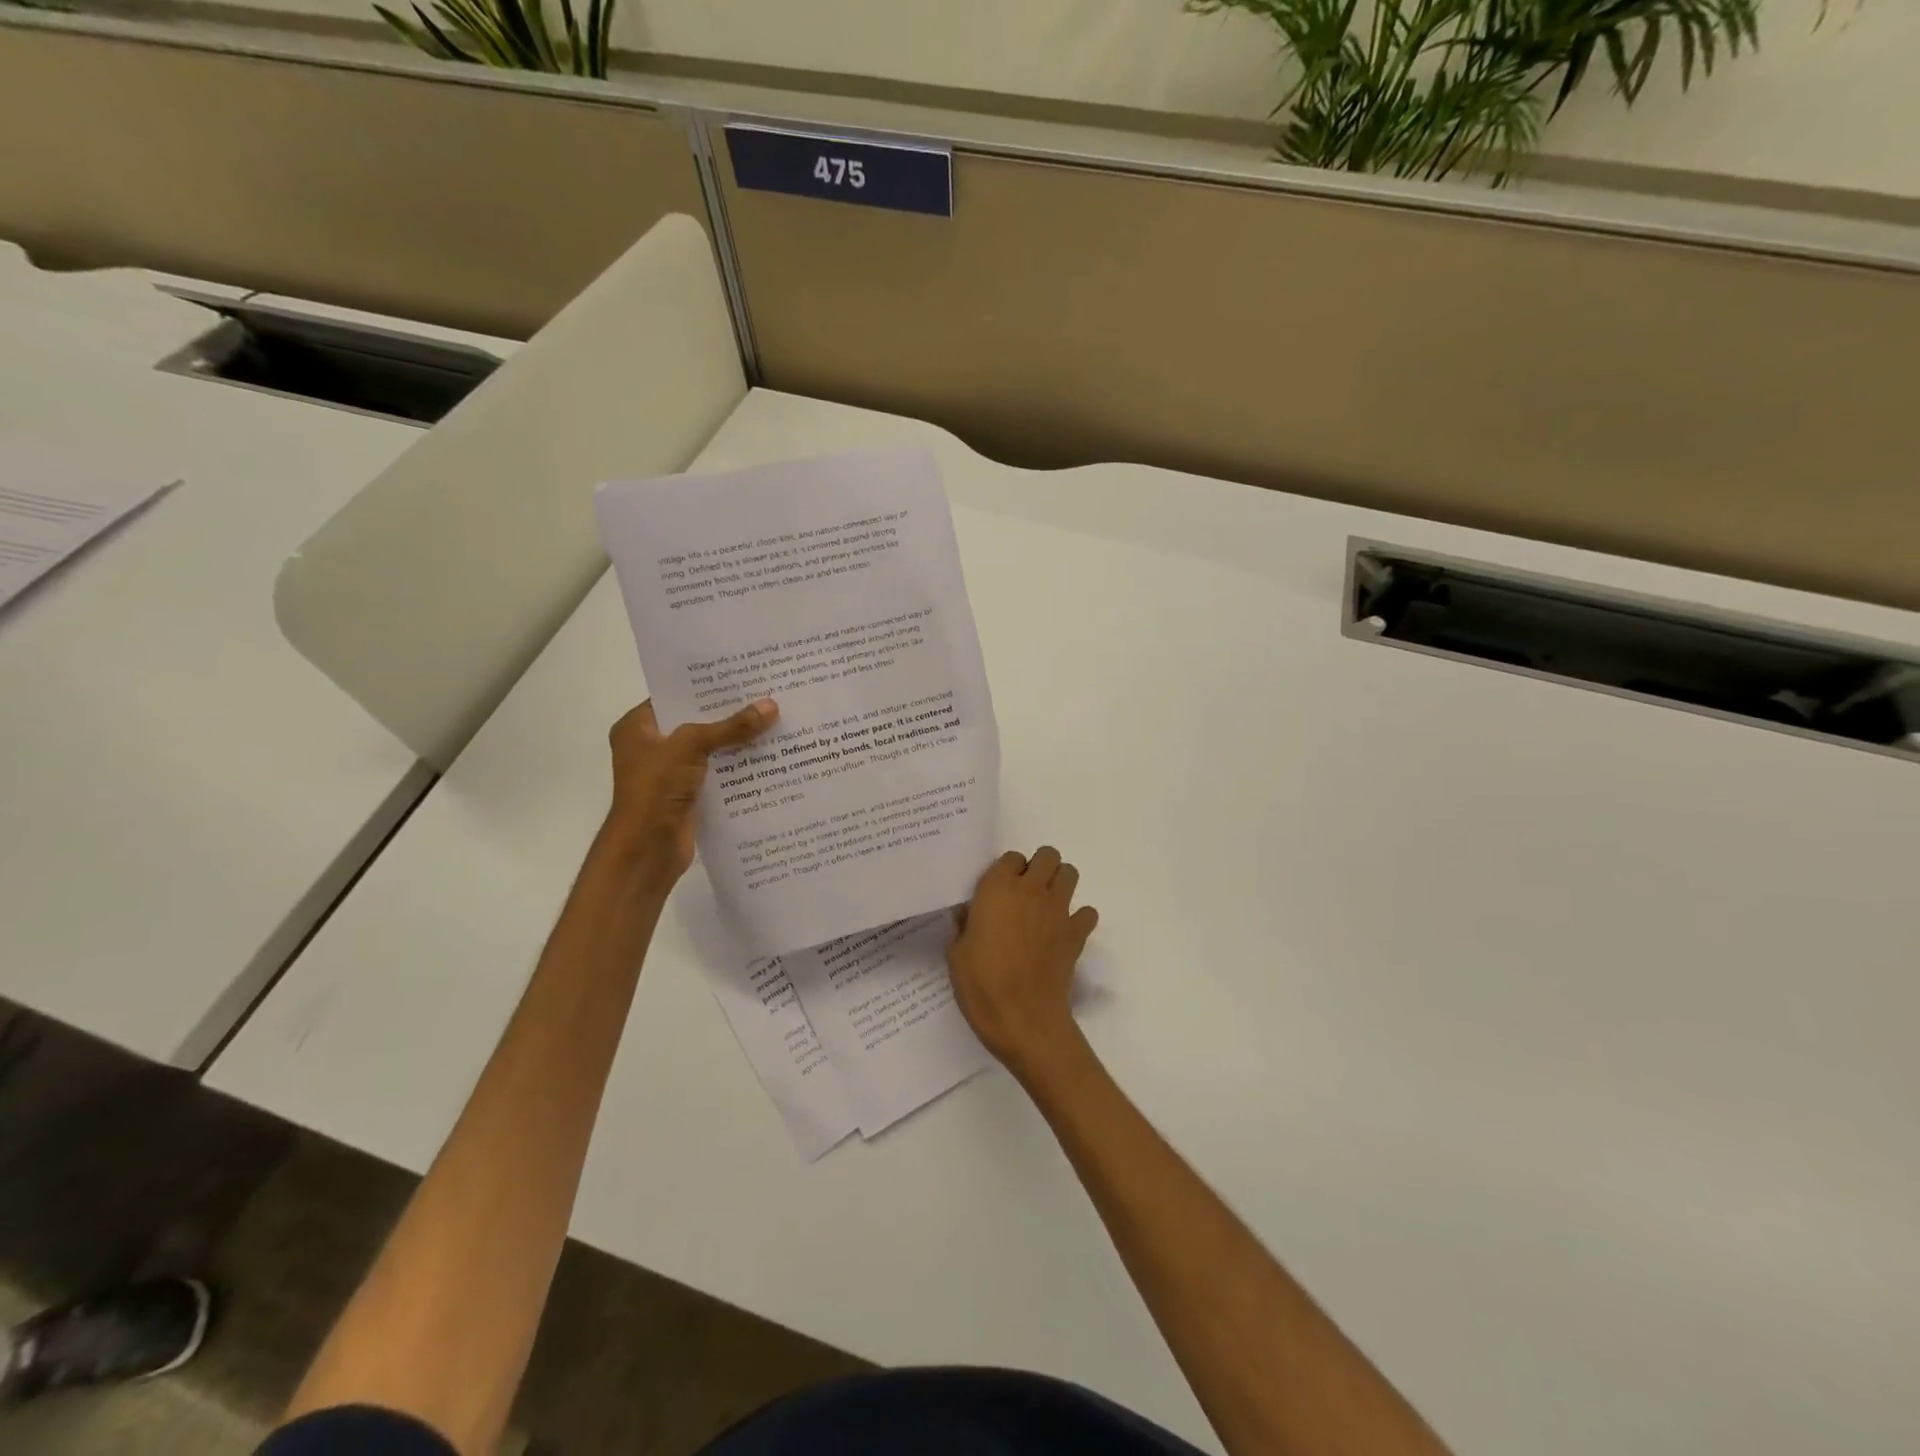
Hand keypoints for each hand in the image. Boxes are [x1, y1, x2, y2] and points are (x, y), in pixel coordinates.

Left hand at [597, 698, 776, 893]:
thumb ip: (731, 727)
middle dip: (729, 713)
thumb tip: (772, 706)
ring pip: (710, 750)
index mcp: (638, 727)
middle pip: (696, 722)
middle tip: (766, 695)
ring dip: (737, 742)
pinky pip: (718, 774)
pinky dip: (738, 768)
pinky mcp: (689, 796)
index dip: (706, 686)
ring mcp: (670, 774)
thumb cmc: (655, 789)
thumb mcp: (692, 746)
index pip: (674, 695)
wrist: (647, 850)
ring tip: (776, 721)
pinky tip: (769, 757)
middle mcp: (652, 747)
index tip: (741, 674)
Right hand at [948, 847, 1098, 1078]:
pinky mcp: (1077, 934)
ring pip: (1070, 873)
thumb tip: (969, 914)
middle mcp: (1032, 890)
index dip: (1006, 871)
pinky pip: (1087, 912)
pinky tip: (1064, 933)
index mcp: (998, 889)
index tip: (998, 891)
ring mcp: (1059, 911)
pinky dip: (1079, 918)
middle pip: (1047, 855)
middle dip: (1038, 867)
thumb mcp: (956, 954)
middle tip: (1025, 892)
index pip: (1010, 857)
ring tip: (1045, 905)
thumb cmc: (982, 985)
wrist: (1024, 1020)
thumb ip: (964, 925)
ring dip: (1059, 883)